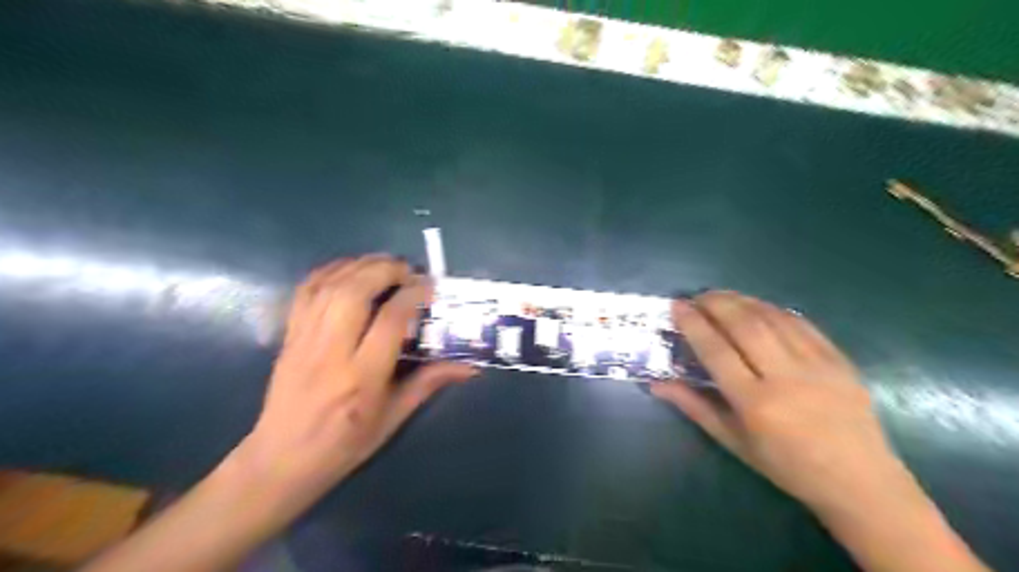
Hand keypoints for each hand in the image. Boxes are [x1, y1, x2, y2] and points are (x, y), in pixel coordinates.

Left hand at [232, 259, 472, 505]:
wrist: (282, 459)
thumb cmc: (346, 443)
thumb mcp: (394, 417)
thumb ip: (429, 383)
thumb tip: (470, 366)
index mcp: (361, 377)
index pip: (389, 320)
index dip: (413, 295)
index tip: (431, 286)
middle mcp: (331, 351)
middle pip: (355, 291)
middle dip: (386, 270)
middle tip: (409, 270)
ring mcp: (305, 339)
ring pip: (330, 285)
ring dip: (361, 265)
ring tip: (385, 264)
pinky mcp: (289, 335)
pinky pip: (306, 290)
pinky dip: (330, 270)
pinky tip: (350, 268)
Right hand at [658, 290, 910, 514]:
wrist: (860, 481)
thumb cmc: (787, 466)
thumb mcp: (733, 441)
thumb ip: (694, 407)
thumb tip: (657, 384)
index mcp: (756, 404)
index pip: (716, 351)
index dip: (693, 324)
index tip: (677, 307)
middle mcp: (785, 378)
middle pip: (745, 325)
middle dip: (716, 303)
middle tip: (697, 297)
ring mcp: (817, 365)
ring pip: (772, 318)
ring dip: (742, 301)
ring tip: (721, 297)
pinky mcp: (839, 360)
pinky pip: (801, 323)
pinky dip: (773, 309)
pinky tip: (758, 307)